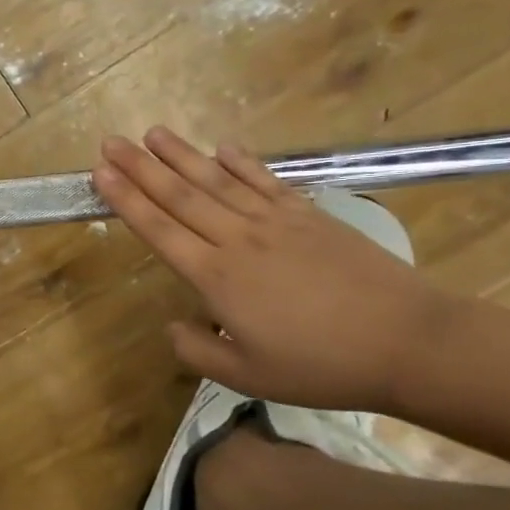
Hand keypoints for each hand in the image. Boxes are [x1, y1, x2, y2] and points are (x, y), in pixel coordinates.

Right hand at [94, 129, 453, 411]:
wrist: (409, 341)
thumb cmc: (322, 365)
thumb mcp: (248, 377)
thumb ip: (198, 351)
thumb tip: (172, 325)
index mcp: (217, 278)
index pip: (159, 230)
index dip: (126, 200)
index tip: (100, 173)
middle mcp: (239, 240)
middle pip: (181, 196)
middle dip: (141, 168)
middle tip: (110, 141)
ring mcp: (276, 222)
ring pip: (217, 181)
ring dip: (182, 155)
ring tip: (152, 132)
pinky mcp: (310, 216)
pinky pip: (266, 182)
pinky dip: (242, 162)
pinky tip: (222, 147)